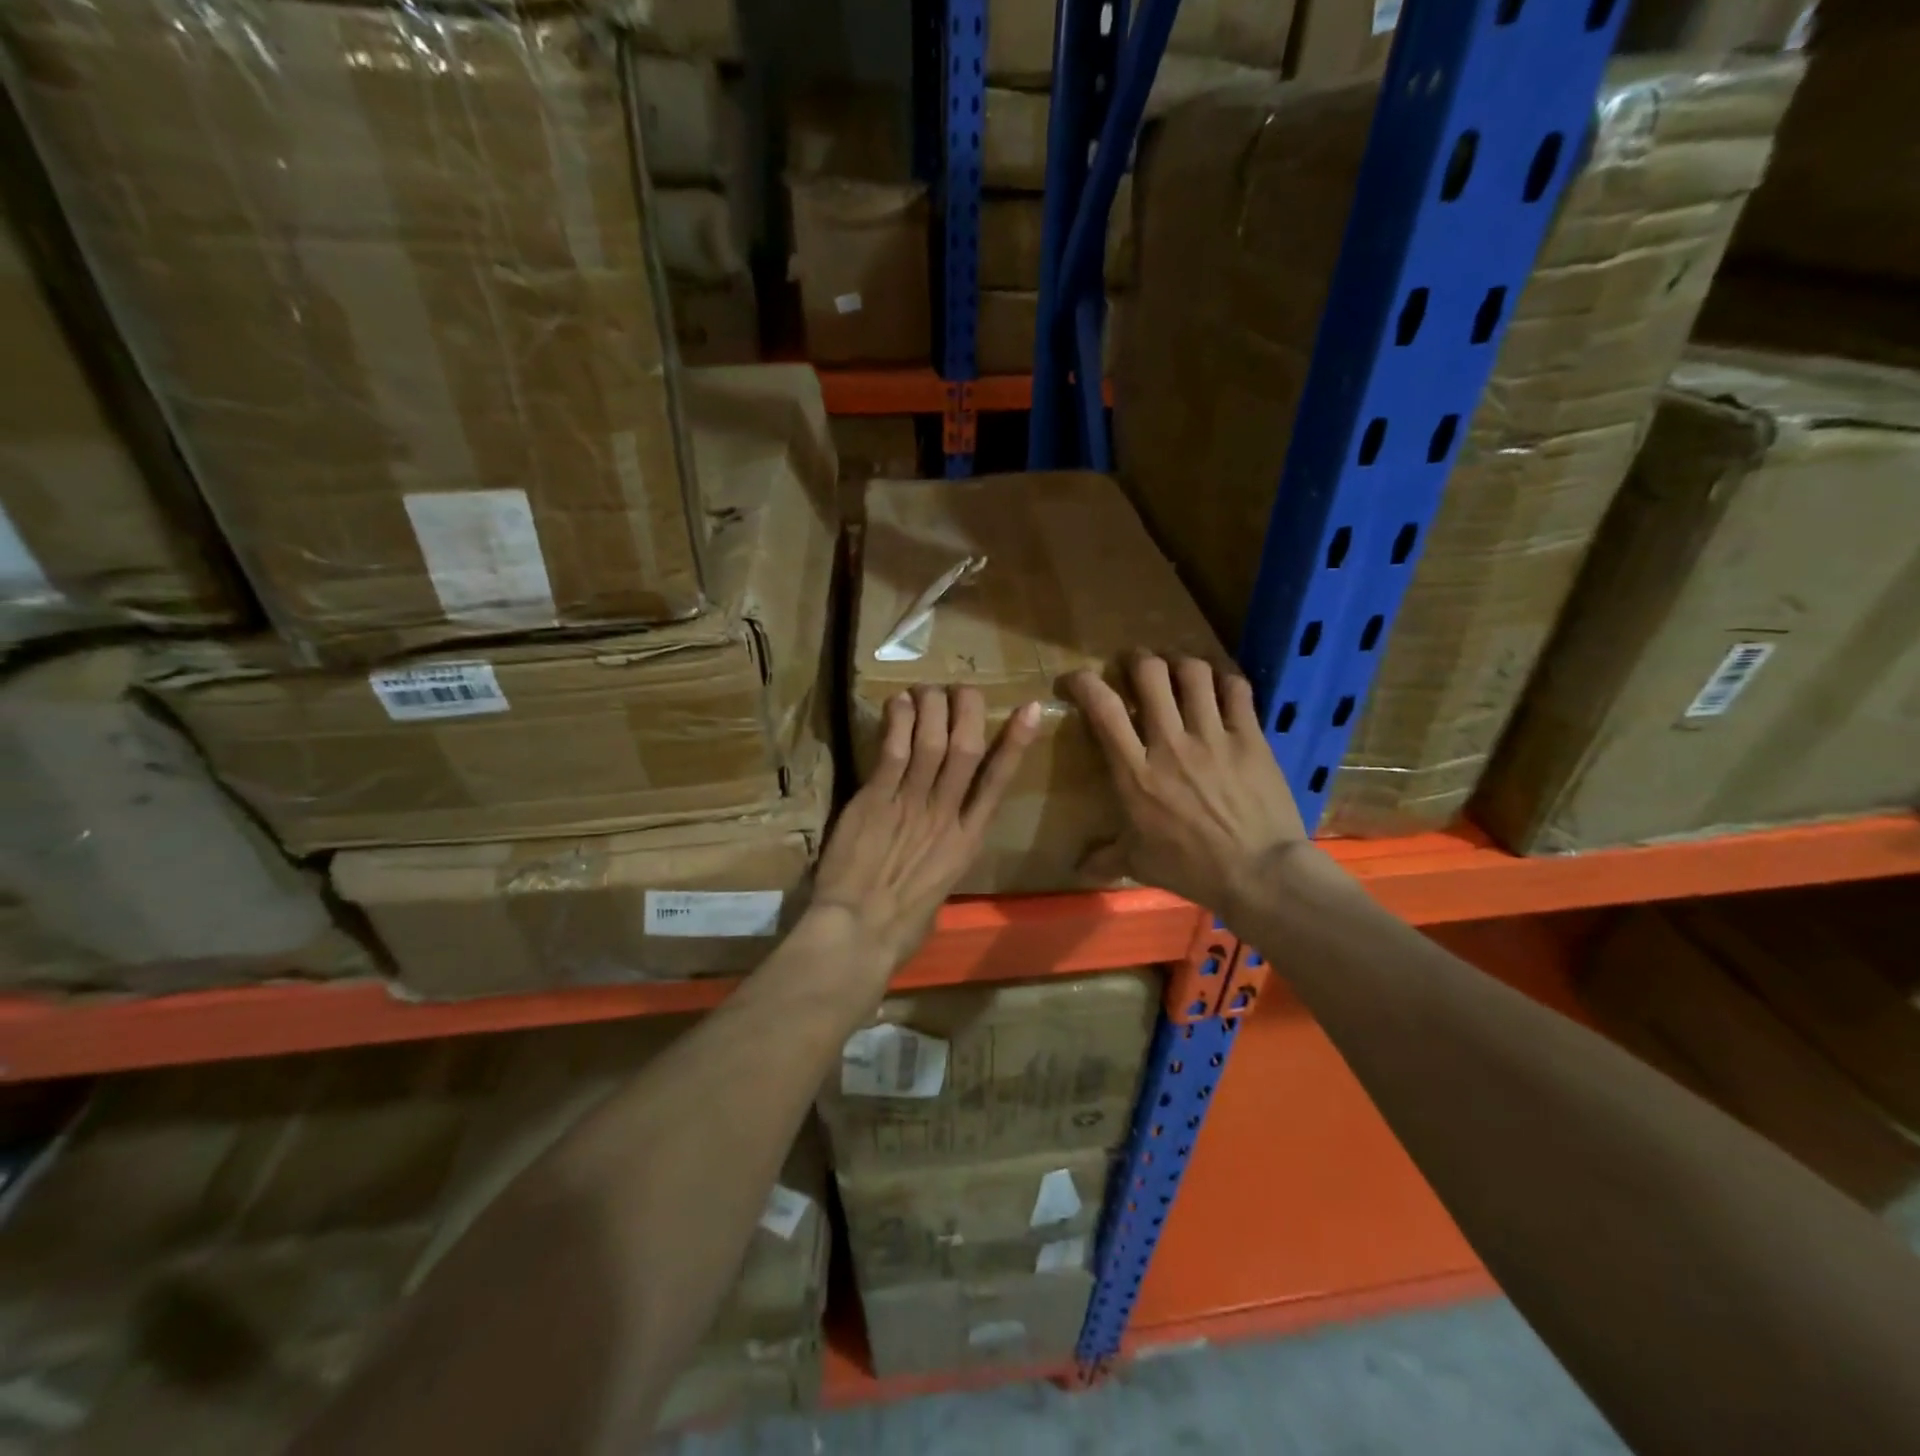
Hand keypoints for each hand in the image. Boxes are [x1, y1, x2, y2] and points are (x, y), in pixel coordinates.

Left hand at [810, 686, 1041, 972]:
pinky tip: (898, 703)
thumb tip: (939, 850)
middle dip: (968, 711)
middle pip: (966, 749)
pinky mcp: (876, 800)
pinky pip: (893, 752)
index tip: (1027, 709)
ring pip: (932, 742)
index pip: (998, 781)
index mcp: (968, 841)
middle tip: (962, 689)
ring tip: (928, 689)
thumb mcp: (938, 893)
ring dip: (932, 708)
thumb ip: (943, 861)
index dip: (1015, 742)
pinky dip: (899, 723)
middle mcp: (946, 815)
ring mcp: (911, 805)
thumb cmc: (901, 925)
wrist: (859, 933)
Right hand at [1067, 655, 1316, 920]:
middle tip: (1135, 664)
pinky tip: (1219, 683)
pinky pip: (1236, 690)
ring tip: (1176, 667)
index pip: (1104, 709)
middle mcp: (1171, 744)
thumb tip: (1077, 868)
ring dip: (1180, 662)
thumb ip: (1106, 858)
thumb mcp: (1139, 864)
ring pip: (1193, 673)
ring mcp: (1213, 737)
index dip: (1084, 683)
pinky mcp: (1250, 738)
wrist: (1260, 874)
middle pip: (1150, 674)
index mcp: (1135, 772)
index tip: (1075, 679)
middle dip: (1137, 659)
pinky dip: (1224, 678)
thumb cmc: (1192, 869)